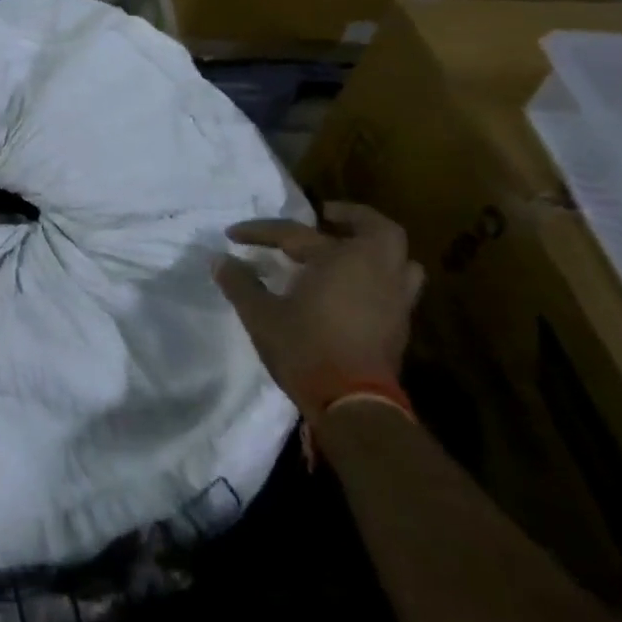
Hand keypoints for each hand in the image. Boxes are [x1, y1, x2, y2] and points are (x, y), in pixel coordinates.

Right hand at [215, 202, 423, 414]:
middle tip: (325, 217)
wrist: (352, 405)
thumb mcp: (260, 314)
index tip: (232, 235)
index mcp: (340, 260)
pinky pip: (399, 286)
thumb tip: (220, 260)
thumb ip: (240, 283)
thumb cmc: (304, 348)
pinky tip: (355, 288)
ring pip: (401, 260)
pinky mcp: (400, 325)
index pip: (294, 234)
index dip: (259, 232)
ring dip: (376, 249)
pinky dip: (380, 277)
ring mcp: (395, 299)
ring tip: (349, 250)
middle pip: (379, 230)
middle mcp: (375, 271)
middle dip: (354, 218)